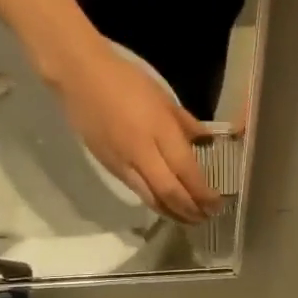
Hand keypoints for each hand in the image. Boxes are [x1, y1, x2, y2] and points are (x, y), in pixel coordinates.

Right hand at [49, 38, 218, 223]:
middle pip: (170, 193)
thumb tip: (206, 142)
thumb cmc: (126, 80)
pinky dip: (155, 202)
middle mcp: (142, 153)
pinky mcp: (109, 167)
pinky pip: (136, 191)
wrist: (80, 78)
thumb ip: (186, 124)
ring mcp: (123, 163)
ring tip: (189, 219)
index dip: (203, 193)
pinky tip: (165, 203)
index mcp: (159, 131)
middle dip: (191, 210)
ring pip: (151, 198)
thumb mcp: (164, 98)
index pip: (186, 172)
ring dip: (173, 213)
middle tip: (207, 217)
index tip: (218, 204)